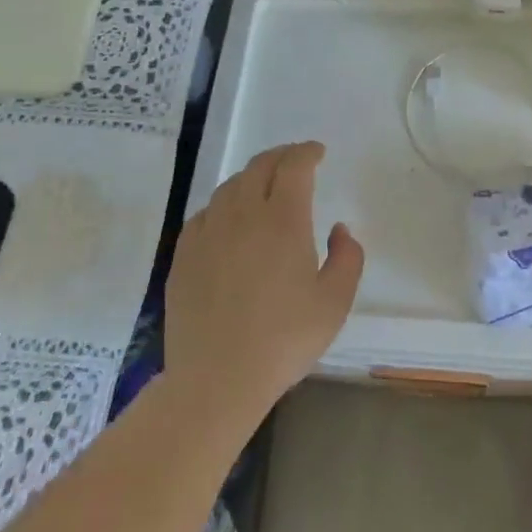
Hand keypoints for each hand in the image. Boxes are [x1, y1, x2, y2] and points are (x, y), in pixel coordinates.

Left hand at [165, 142, 363, 426]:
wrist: (216, 380)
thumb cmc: (284, 340)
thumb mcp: (335, 303)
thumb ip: (348, 257)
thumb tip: (339, 229)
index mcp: (283, 219)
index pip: (294, 166)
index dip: (307, 152)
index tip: (318, 153)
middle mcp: (243, 214)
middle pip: (259, 166)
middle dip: (281, 156)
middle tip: (295, 161)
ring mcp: (208, 232)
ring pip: (230, 186)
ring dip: (252, 177)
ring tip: (264, 187)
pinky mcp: (184, 254)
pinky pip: (205, 213)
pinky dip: (224, 205)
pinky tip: (229, 221)